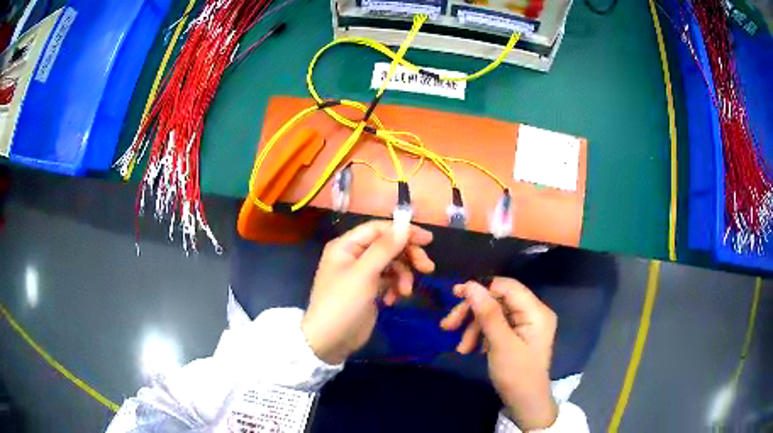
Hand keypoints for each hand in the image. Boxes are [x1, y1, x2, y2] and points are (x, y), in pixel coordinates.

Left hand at [301, 221, 434, 364]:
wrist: (330, 341)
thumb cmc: (342, 304)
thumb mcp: (364, 274)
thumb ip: (384, 249)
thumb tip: (404, 227)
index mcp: (347, 246)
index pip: (379, 229)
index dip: (404, 231)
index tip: (428, 240)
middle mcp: (354, 256)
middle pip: (388, 246)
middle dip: (408, 256)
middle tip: (427, 268)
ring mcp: (362, 274)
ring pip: (392, 265)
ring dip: (403, 276)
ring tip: (405, 293)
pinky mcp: (369, 290)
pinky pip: (389, 281)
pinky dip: (395, 288)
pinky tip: (392, 301)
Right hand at [440, 278, 557, 430]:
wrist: (525, 403)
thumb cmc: (516, 374)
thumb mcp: (501, 344)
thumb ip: (487, 313)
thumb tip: (470, 285)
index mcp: (536, 311)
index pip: (507, 287)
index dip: (481, 288)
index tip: (455, 294)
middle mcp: (532, 313)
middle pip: (498, 300)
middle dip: (473, 313)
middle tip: (448, 326)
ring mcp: (525, 324)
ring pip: (493, 314)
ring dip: (473, 328)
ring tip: (461, 348)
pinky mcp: (517, 335)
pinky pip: (496, 326)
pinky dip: (480, 335)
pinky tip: (471, 349)